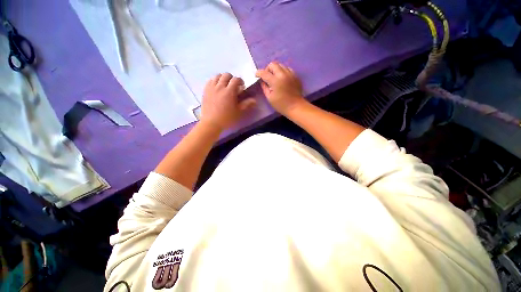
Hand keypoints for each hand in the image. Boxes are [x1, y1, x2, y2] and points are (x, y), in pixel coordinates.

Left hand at [201, 73, 255, 130]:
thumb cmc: (227, 118)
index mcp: (229, 92)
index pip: (236, 79)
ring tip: (225, 85)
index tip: (242, 86)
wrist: (211, 123)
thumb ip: (246, 104)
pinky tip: (217, 87)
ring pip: (217, 76)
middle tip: (234, 85)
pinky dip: (215, 81)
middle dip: (232, 78)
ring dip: (223, 78)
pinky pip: (210, 80)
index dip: (240, 81)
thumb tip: (254, 100)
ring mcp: (211, 88)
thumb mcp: (238, 112)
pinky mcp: (205, 90)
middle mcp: (220, 87)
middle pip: (226, 75)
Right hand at [256, 61, 305, 114]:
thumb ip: (264, 87)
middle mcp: (283, 74)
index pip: (264, 72)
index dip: (258, 73)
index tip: (256, 75)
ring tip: (275, 78)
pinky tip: (282, 79)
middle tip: (267, 77)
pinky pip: (287, 69)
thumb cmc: (281, 105)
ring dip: (276, 70)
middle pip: (273, 64)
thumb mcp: (269, 97)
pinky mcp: (295, 76)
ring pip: (281, 65)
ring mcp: (290, 74)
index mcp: (275, 81)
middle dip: (267, 69)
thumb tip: (262, 81)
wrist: (295, 107)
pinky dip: (283, 72)